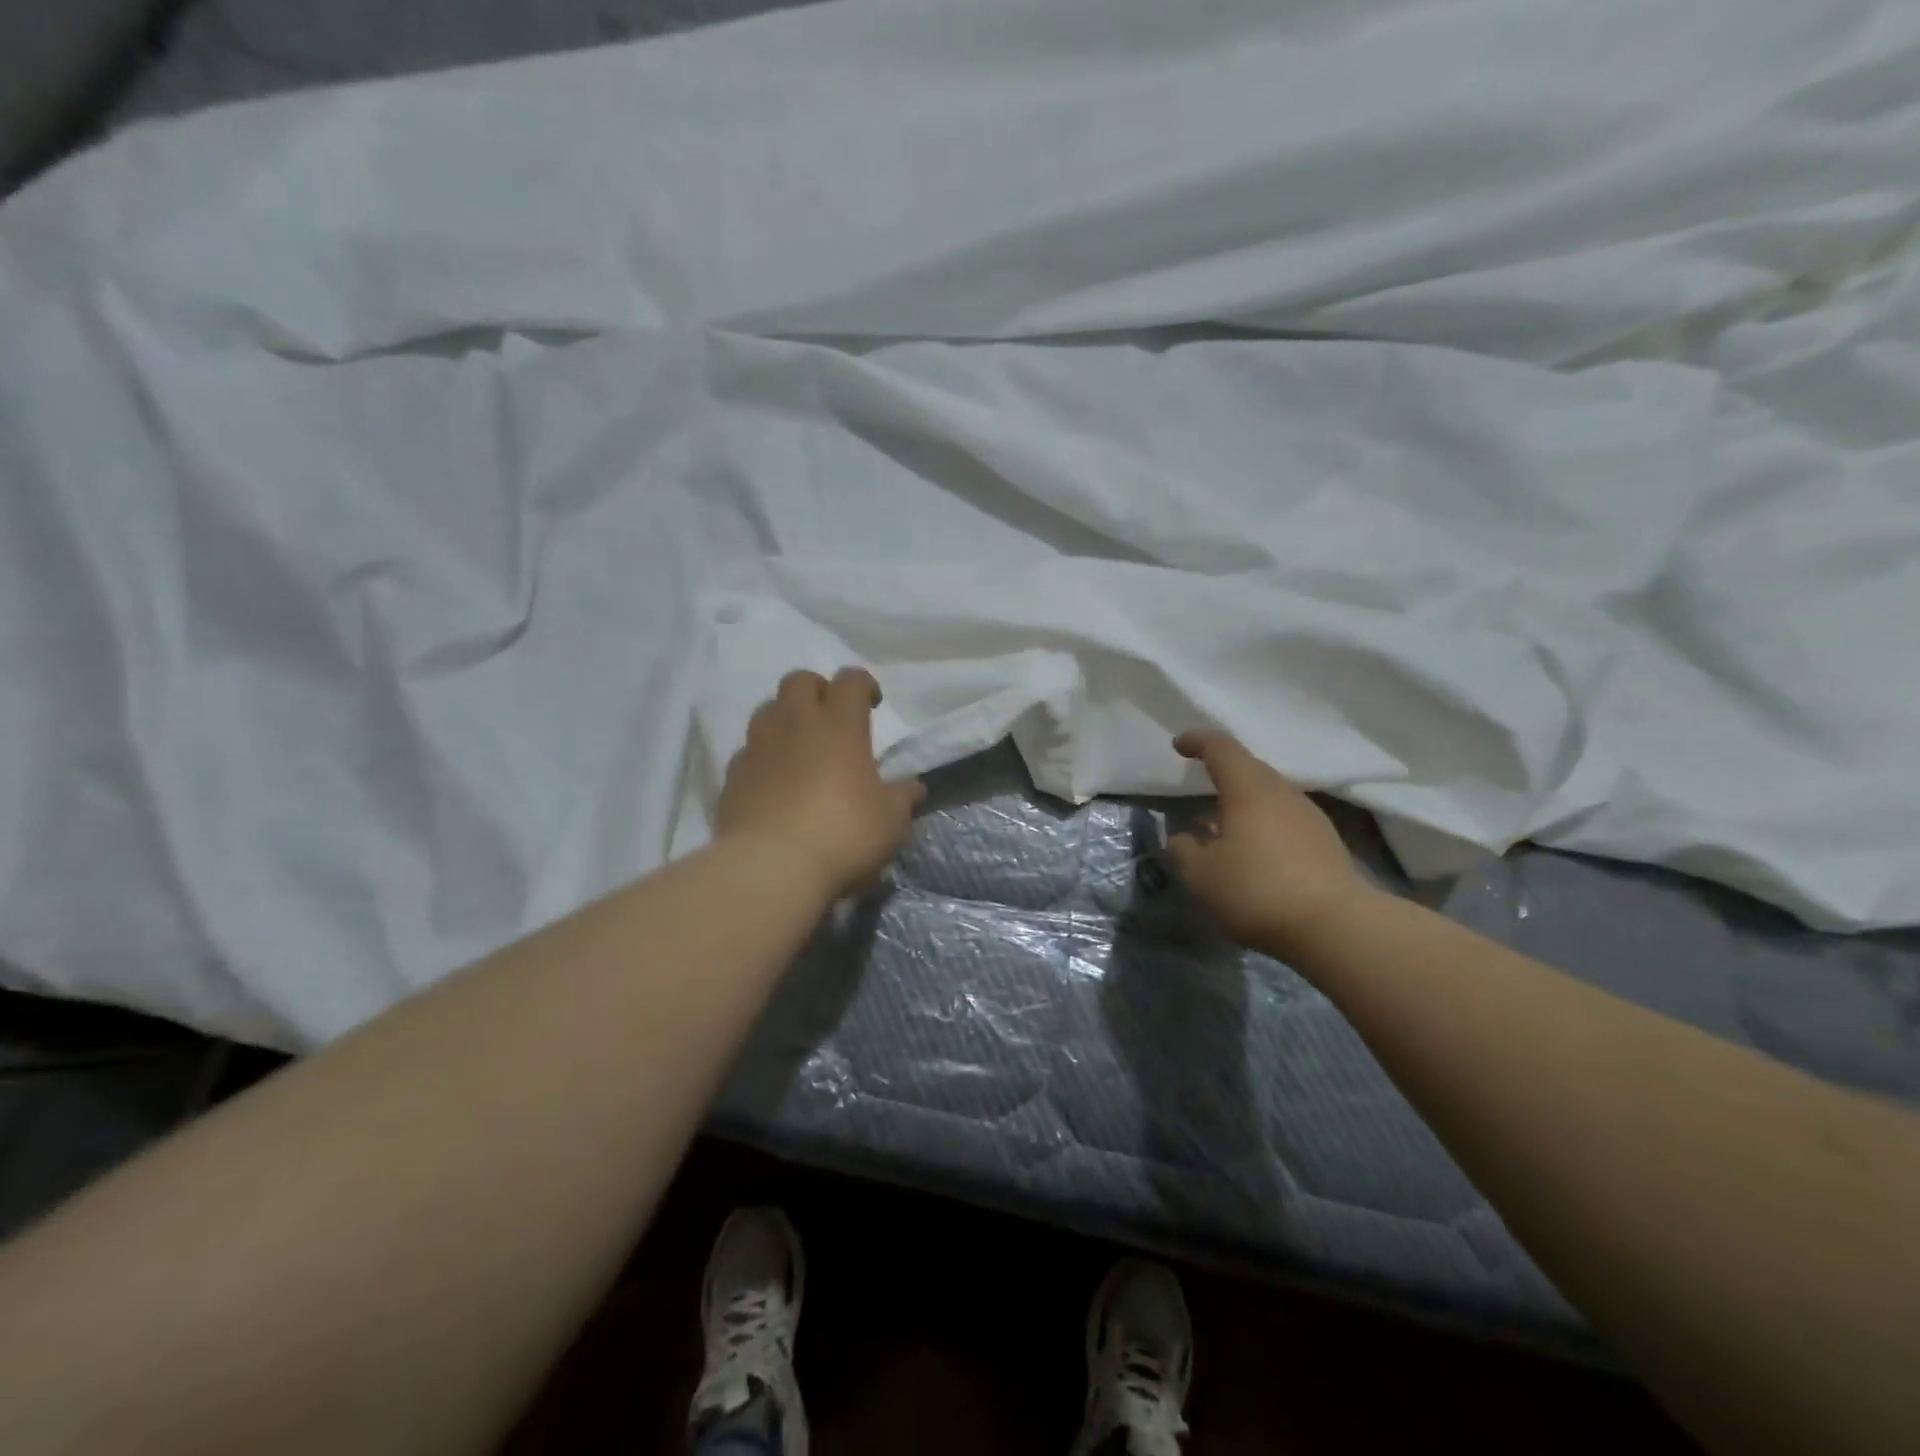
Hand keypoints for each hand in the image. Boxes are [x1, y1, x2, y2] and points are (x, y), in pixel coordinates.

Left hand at [716, 668, 925, 900]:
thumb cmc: (843, 834)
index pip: (850, 681)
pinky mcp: (732, 776)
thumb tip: (913, 787)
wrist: (770, 866)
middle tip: (830, 715)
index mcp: (840, 726)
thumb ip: (902, 798)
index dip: (863, 684)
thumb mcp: (891, 821)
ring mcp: (758, 748)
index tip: (872, 703)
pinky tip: (772, 781)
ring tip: (799, 745)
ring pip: (767, 710)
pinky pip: (747, 751)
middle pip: (799, 681)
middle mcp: (795, 724)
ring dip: (785, 718)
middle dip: (817, 689)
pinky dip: (762, 756)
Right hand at [1166, 730, 1374, 956]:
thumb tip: (1183, 836)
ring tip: (1223, 823)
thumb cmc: (1256, 889)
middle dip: (1222, 771)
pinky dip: (1263, 823)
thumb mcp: (1201, 874)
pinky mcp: (1325, 842)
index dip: (1197, 741)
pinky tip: (1254, 849)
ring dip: (1244, 801)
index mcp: (1248, 788)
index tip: (1179, 745)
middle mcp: (1281, 792)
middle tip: (1200, 783)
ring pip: (1269, 794)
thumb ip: (1184, 849)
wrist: (1335, 926)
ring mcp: (1309, 815)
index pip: (1221, 748)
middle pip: (1249, 768)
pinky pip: (1285, 818)